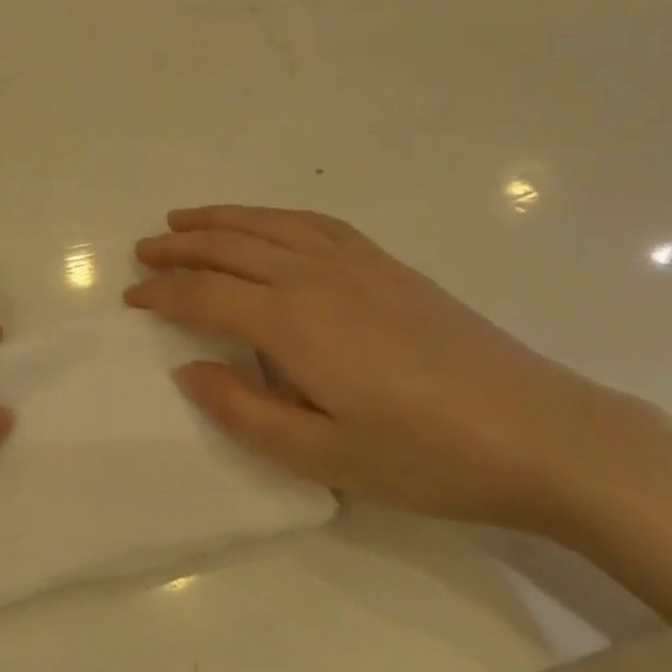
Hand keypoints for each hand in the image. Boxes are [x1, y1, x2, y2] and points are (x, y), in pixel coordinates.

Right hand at [126, 205, 669, 539]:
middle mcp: (314, 275)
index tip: (130, 297)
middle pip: (230, 246)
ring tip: (186, 219)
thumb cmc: (427, 457)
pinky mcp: (387, 264)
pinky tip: (268, 221)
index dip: (162, 293)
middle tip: (144, 249)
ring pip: (269, 224)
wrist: (541, 433)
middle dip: (180, 247)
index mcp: (292, 321)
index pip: (205, 295)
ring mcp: (355, 263)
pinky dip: (275, 215)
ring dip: (221, 218)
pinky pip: (315, 222)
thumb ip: (245, 412)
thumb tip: (187, 369)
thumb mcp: (325, 456)